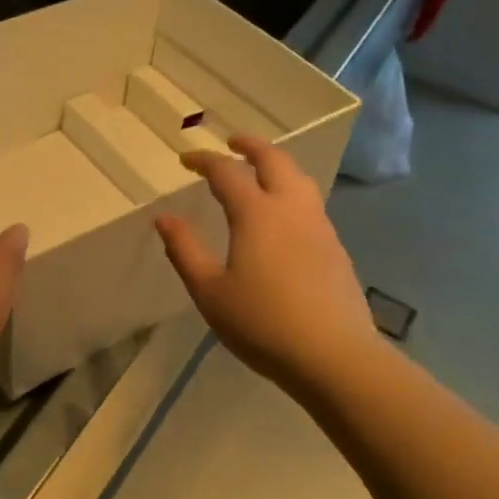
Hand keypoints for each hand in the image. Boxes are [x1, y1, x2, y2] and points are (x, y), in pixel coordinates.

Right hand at [154, 135, 381, 388]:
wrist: (334, 357)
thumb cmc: (262, 322)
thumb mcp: (209, 291)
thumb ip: (184, 250)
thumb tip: (164, 218)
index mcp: (256, 214)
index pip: (226, 172)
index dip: (204, 160)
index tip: (185, 160)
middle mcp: (290, 209)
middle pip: (274, 160)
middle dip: (251, 145)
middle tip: (232, 142)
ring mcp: (319, 227)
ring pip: (299, 179)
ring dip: (276, 164)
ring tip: (260, 170)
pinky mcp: (335, 248)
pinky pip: (310, 202)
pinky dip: (291, 190)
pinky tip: (283, 214)